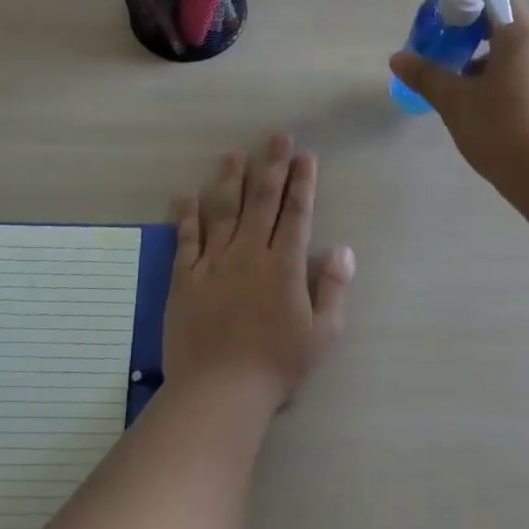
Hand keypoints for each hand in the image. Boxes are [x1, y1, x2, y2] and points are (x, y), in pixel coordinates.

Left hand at [163, 136, 355, 407]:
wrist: (219, 391)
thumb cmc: (277, 366)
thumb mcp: (322, 334)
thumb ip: (333, 288)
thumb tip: (343, 249)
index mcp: (284, 266)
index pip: (296, 213)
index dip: (302, 182)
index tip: (305, 156)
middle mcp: (249, 254)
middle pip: (262, 201)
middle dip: (271, 166)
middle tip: (276, 138)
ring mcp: (214, 263)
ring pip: (222, 211)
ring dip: (229, 180)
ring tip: (233, 154)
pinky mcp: (185, 278)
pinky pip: (185, 239)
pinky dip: (186, 216)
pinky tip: (186, 195)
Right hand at [389, 0, 528, 190]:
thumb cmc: (503, 129)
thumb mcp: (455, 102)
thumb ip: (426, 76)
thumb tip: (398, 58)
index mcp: (522, 36)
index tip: (439, 7)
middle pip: (507, 25)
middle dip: (472, 32)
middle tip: (443, 50)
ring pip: (519, 54)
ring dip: (488, 60)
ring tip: (460, 86)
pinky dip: (507, 80)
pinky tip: (488, 109)